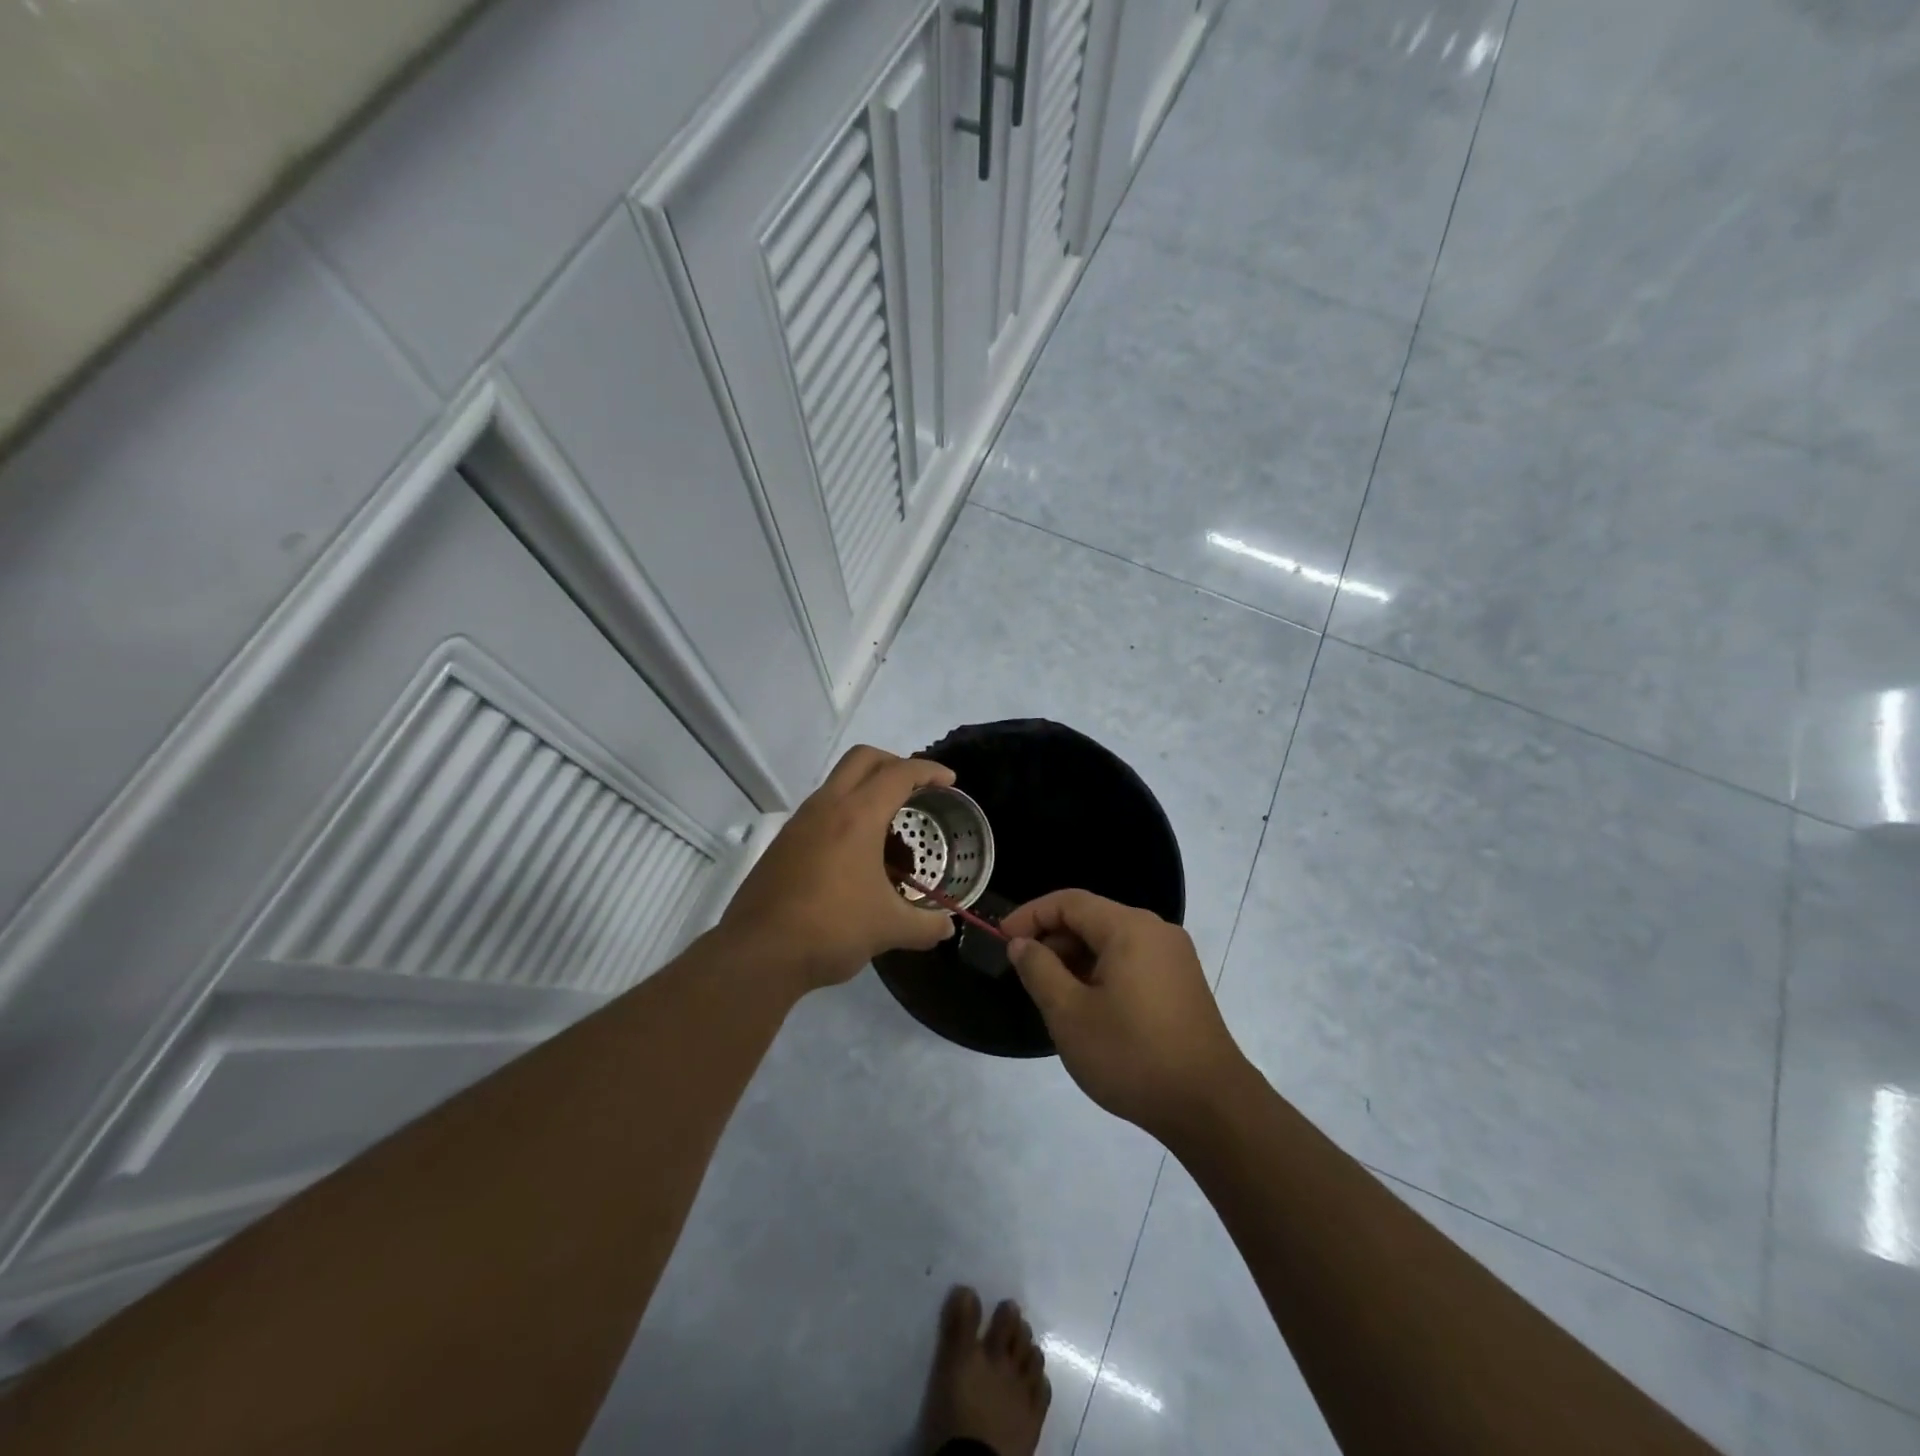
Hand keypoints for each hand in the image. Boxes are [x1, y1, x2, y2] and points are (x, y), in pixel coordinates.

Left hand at [720, 746, 957, 989]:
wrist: (758, 953)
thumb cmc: (832, 929)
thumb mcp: (888, 928)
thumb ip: (925, 925)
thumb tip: (947, 928)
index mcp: (857, 816)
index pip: (899, 774)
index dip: (929, 771)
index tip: (949, 781)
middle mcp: (826, 807)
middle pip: (863, 759)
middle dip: (895, 764)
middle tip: (917, 790)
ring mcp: (800, 823)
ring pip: (838, 783)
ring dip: (867, 791)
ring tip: (890, 830)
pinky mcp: (783, 843)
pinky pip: (822, 810)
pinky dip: (846, 815)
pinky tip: (858, 856)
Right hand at [1001, 890, 1249, 1141]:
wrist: (1210, 1108)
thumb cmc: (1132, 1055)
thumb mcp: (1070, 1014)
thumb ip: (1039, 970)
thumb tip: (1021, 943)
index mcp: (1129, 928)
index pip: (1069, 902)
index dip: (1030, 915)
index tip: (1001, 940)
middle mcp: (1156, 931)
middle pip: (1092, 918)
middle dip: (1053, 940)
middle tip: (1025, 974)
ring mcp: (1174, 957)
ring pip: (1112, 942)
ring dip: (1076, 959)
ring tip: (1053, 995)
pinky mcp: (1182, 984)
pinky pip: (1132, 961)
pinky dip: (1102, 973)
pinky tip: (1090, 1008)